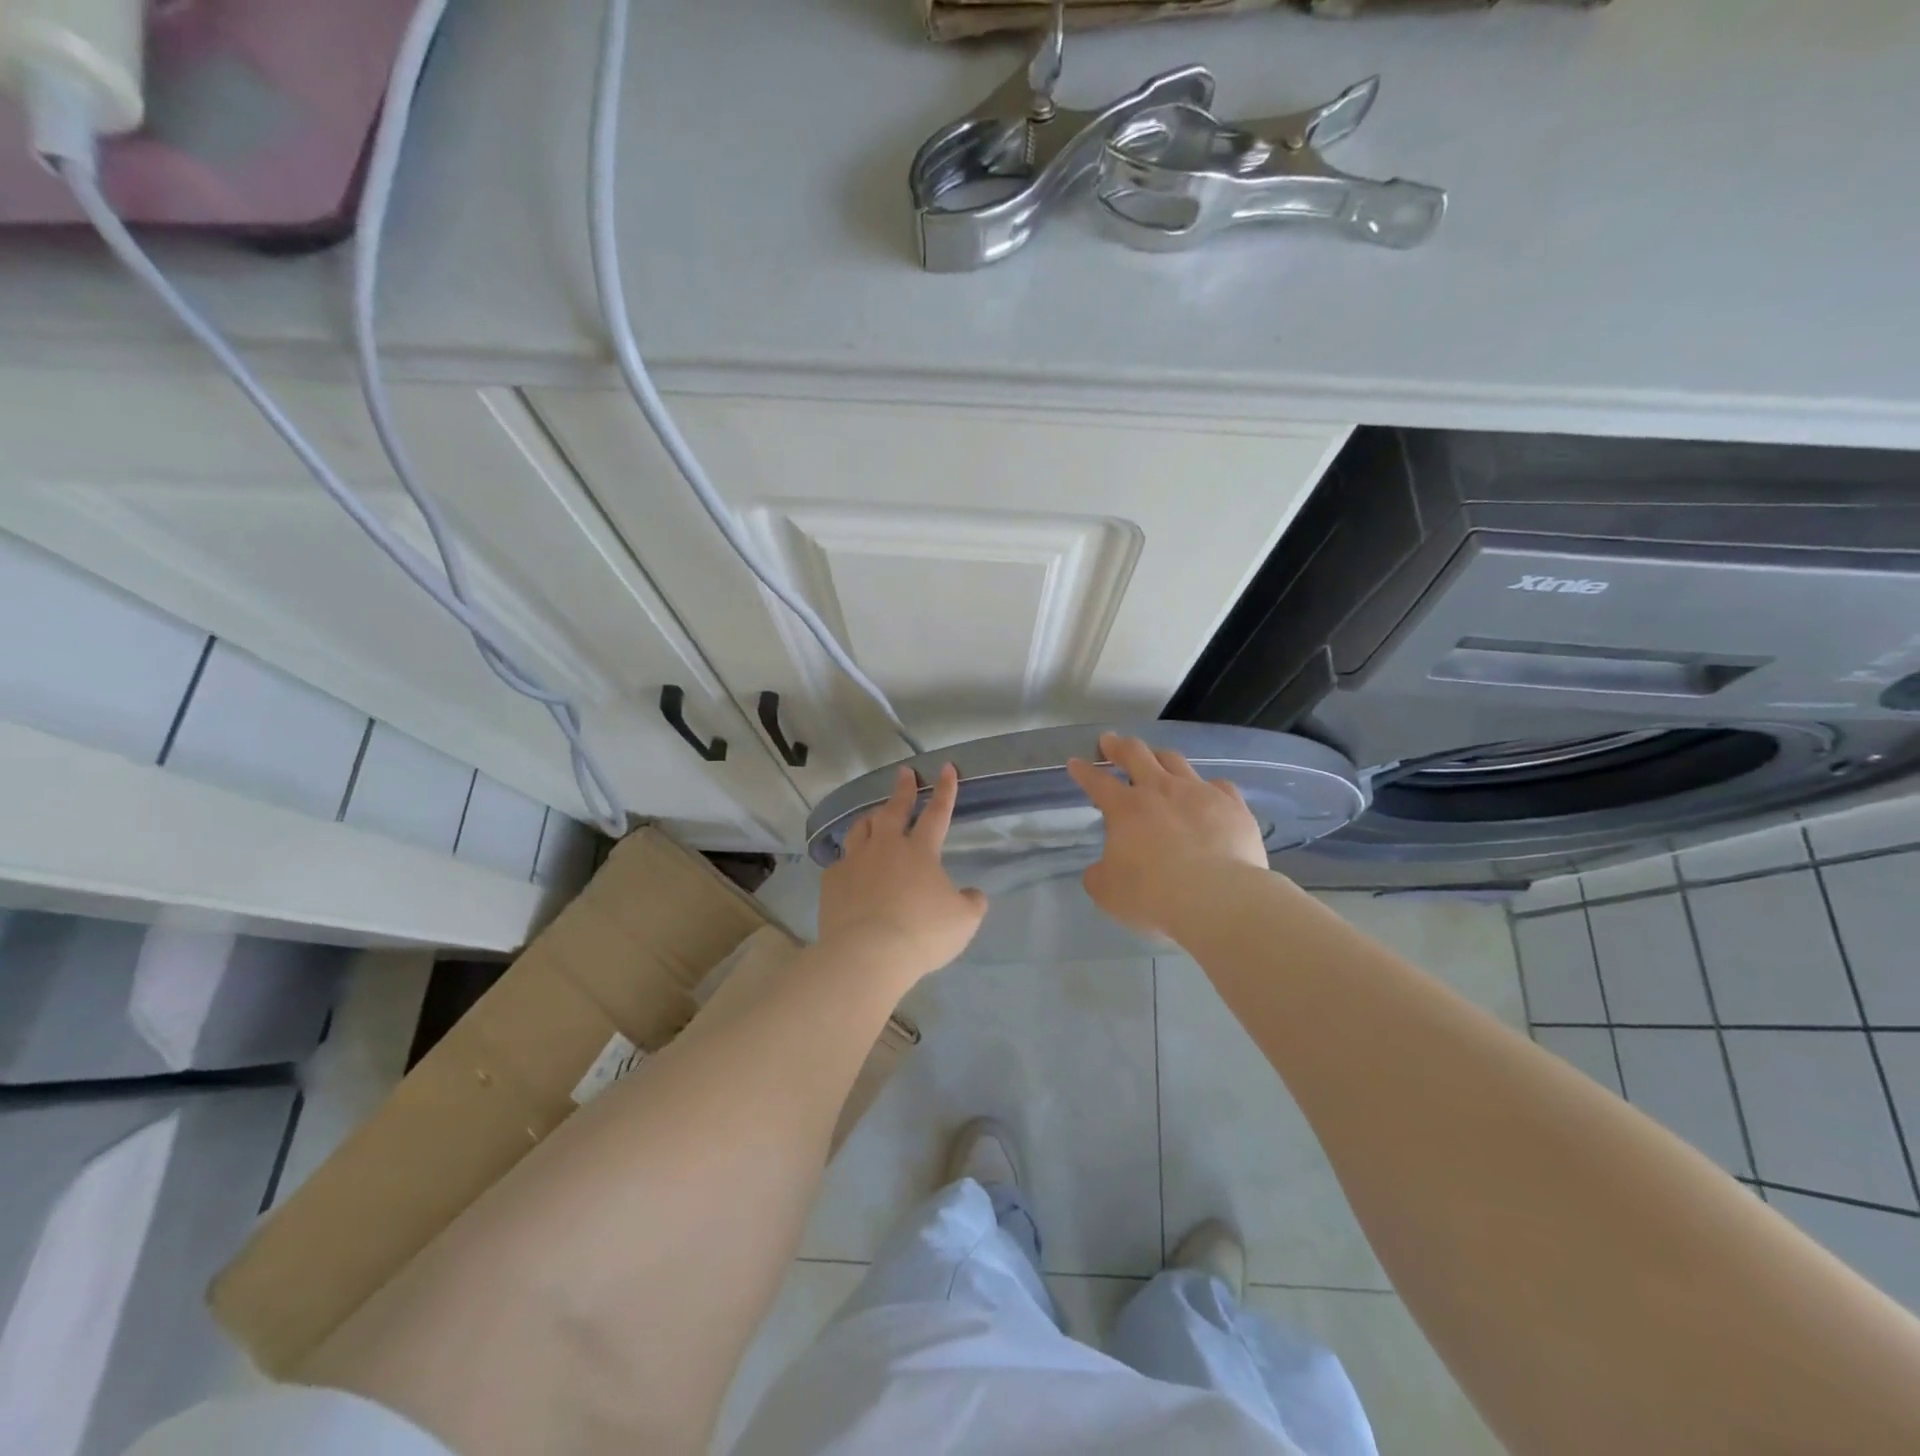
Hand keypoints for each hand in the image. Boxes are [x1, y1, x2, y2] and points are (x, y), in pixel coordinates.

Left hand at [818, 763, 988, 984]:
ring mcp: (855, 861)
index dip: (945, 790)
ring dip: (871, 818)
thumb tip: (973, 894)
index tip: (946, 768)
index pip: (937, 812)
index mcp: (920, 851)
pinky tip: (849, 866)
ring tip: (874, 814)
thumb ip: (971, 902)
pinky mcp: (832, 881)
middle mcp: (886, 847)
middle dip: (903, 789)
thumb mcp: (963, 921)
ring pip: (861, 828)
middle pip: (894, 809)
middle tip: (904, 773)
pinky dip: (848, 859)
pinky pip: (841, 862)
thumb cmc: (922, 934)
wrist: (868, 954)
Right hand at [1066, 732, 1269, 939]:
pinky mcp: (1233, 806)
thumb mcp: (1108, 892)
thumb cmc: (1153, 895)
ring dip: (1160, 756)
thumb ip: (1100, 875)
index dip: (1083, 771)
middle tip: (1111, 741)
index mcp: (1125, 808)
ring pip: (1176, 761)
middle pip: (1136, 754)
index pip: (1097, 782)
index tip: (1075, 762)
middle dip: (1119, 746)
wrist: (1217, 898)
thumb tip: (1102, 869)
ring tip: (1156, 757)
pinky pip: (1219, 785)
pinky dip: (1208, 787)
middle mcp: (1160, 790)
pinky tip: (1209, 793)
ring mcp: (1199, 793)